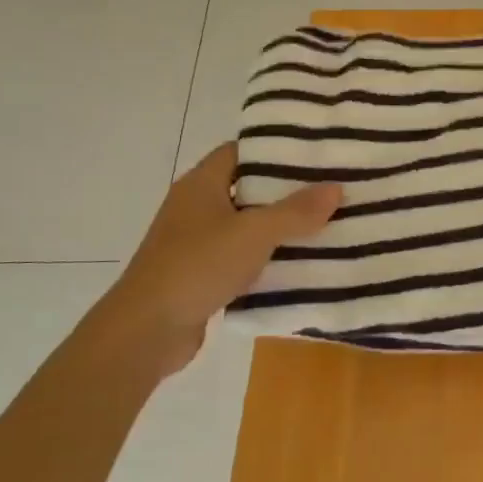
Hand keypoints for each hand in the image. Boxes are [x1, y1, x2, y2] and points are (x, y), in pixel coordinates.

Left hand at [91, 144, 339, 376]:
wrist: (147, 330)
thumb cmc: (198, 266)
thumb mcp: (255, 233)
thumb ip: (296, 211)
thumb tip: (335, 187)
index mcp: (201, 184)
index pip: (240, 152)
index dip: (274, 150)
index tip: (313, 155)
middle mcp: (195, 207)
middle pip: (247, 188)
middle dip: (286, 190)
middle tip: (329, 189)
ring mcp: (195, 242)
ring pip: (246, 225)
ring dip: (279, 227)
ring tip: (325, 224)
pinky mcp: (200, 273)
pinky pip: (241, 256)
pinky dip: (266, 257)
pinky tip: (298, 264)